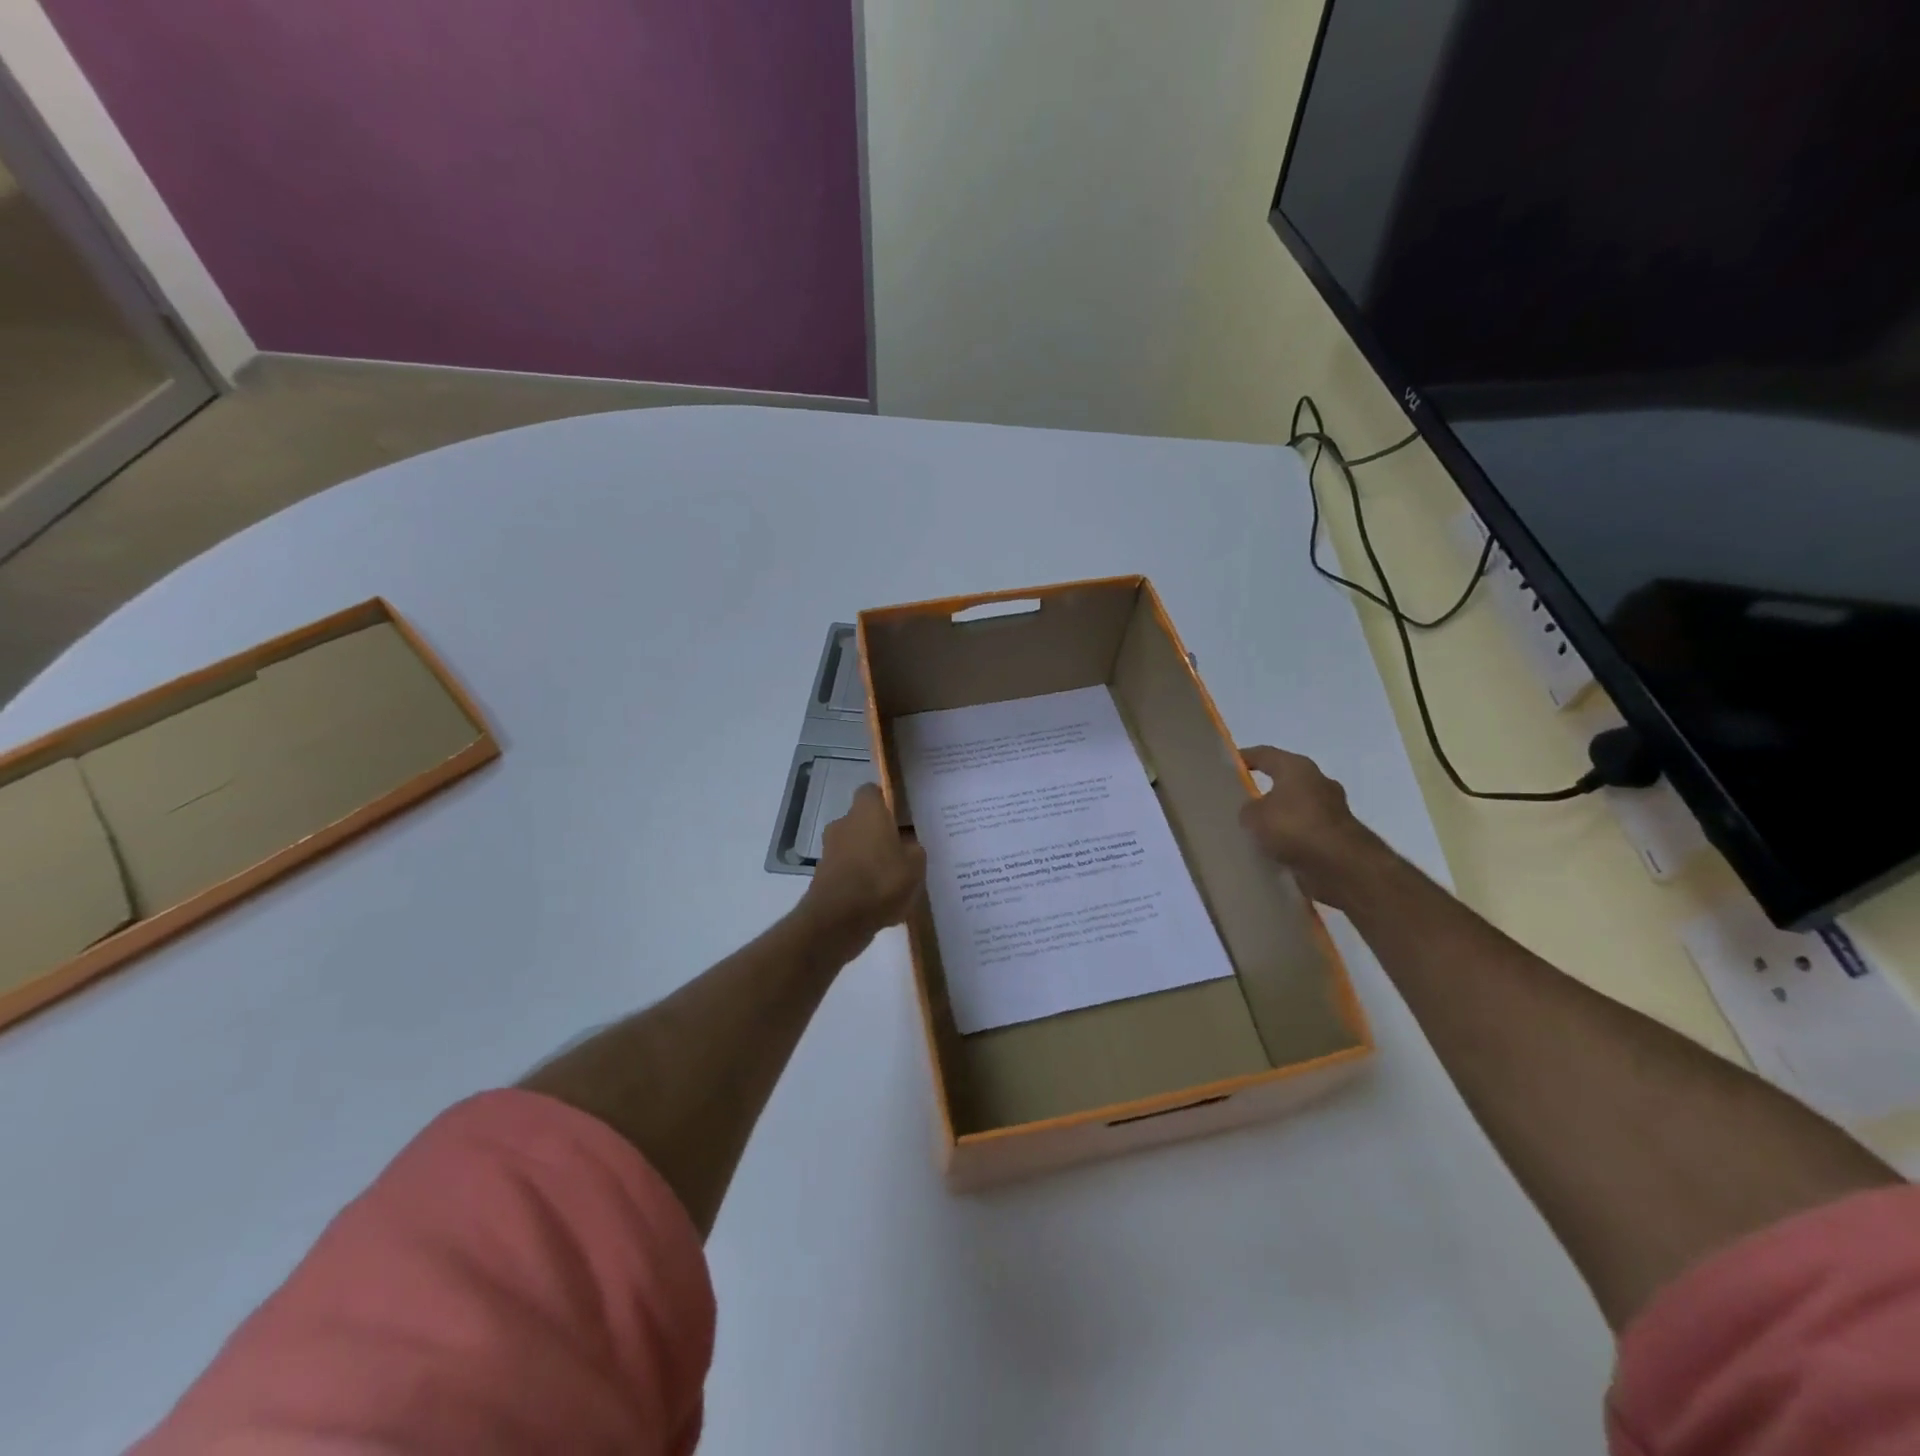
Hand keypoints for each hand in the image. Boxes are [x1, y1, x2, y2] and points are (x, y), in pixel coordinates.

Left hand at [800, 784, 926, 956]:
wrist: (838, 919)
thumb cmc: (881, 881)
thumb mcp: (916, 864)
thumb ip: (915, 849)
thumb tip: (909, 845)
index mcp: (866, 812)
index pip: (872, 791)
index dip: (886, 801)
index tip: (902, 816)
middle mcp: (843, 824)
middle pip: (863, 821)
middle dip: (880, 834)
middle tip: (903, 851)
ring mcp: (830, 849)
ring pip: (855, 846)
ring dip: (870, 858)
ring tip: (893, 880)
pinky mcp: (823, 875)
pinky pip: (848, 870)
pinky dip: (860, 879)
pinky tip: (878, 900)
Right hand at [1238, 745, 1392, 908]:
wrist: (1340, 865)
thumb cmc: (1293, 827)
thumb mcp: (1253, 816)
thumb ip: (1248, 810)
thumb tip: (1253, 812)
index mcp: (1297, 768)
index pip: (1265, 754)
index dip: (1245, 757)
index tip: (1228, 765)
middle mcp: (1318, 782)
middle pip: (1284, 780)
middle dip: (1264, 790)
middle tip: (1241, 802)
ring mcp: (1332, 809)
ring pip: (1296, 808)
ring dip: (1280, 817)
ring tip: (1256, 832)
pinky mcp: (1339, 836)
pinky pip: (1306, 832)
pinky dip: (1292, 839)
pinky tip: (1275, 851)